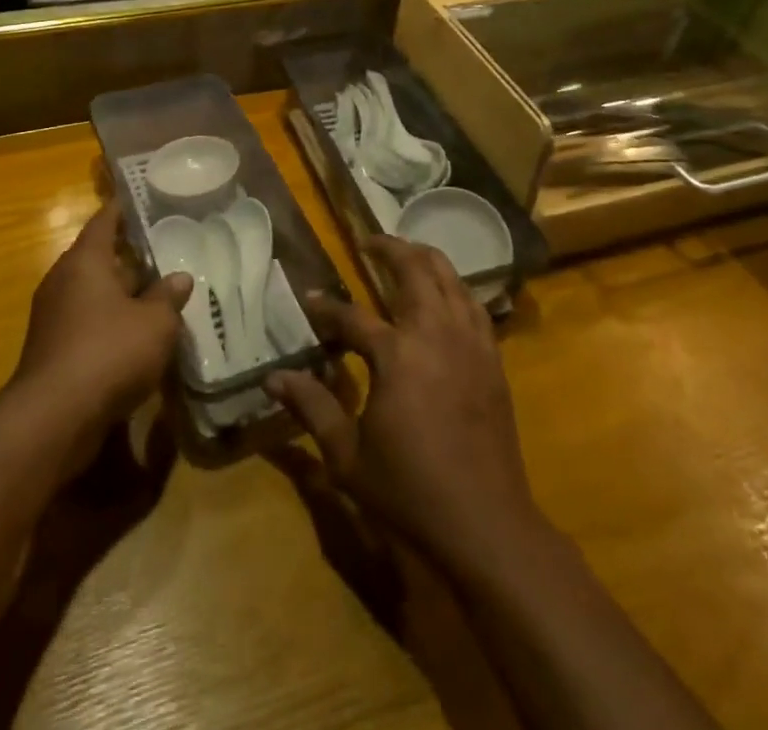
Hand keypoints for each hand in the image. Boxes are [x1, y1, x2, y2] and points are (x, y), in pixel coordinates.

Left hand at [11, 203, 191, 439]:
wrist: (53, 419)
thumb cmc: (109, 352)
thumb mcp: (155, 322)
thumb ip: (168, 296)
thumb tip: (180, 277)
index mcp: (85, 261)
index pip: (105, 221)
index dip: (124, 208)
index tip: (143, 199)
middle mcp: (64, 281)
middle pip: (100, 258)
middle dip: (130, 257)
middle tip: (166, 250)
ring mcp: (54, 317)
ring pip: (95, 293)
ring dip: (123, 294)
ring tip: (160, 293)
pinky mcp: (54, 350)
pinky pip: (88, 323)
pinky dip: (111, 322)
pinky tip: (139, 335)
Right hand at [267, 236, 539, 579]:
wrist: (486, 524)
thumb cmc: (410, 491)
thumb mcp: (347, 456)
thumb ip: (311, 407)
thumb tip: (274, 377)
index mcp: (397, 355)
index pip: (351, 317)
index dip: (326, 308)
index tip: (309, 299)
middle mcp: (435, 333)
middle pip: (414, 270)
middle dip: (389, 248)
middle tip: (369, 242)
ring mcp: (470, 342)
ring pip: (450, 278)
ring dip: (425, 259)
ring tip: (406, 254)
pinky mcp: (493, 358)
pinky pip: (474, 304)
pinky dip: (455, 287)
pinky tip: (446, 294)